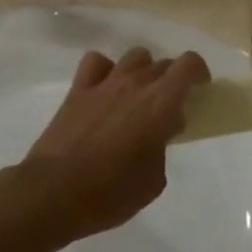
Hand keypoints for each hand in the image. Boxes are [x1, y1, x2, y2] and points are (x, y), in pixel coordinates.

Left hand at [17, 48, 208, 244]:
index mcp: (160, 104)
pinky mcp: (77, 91)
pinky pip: (96, 62)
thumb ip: (162, 150)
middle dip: (172, 80)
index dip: (199, 72)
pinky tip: (105, 89)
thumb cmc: (109, 194)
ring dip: (143, 71)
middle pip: (163, 63)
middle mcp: (135, 84)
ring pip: (134, 57)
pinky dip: (105, 70)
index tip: (200, 89)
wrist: (52, 194)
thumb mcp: (153, 181)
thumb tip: (159, 134)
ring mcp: (104, 84)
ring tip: (138, 95)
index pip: (189, 65)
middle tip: (169, 107)